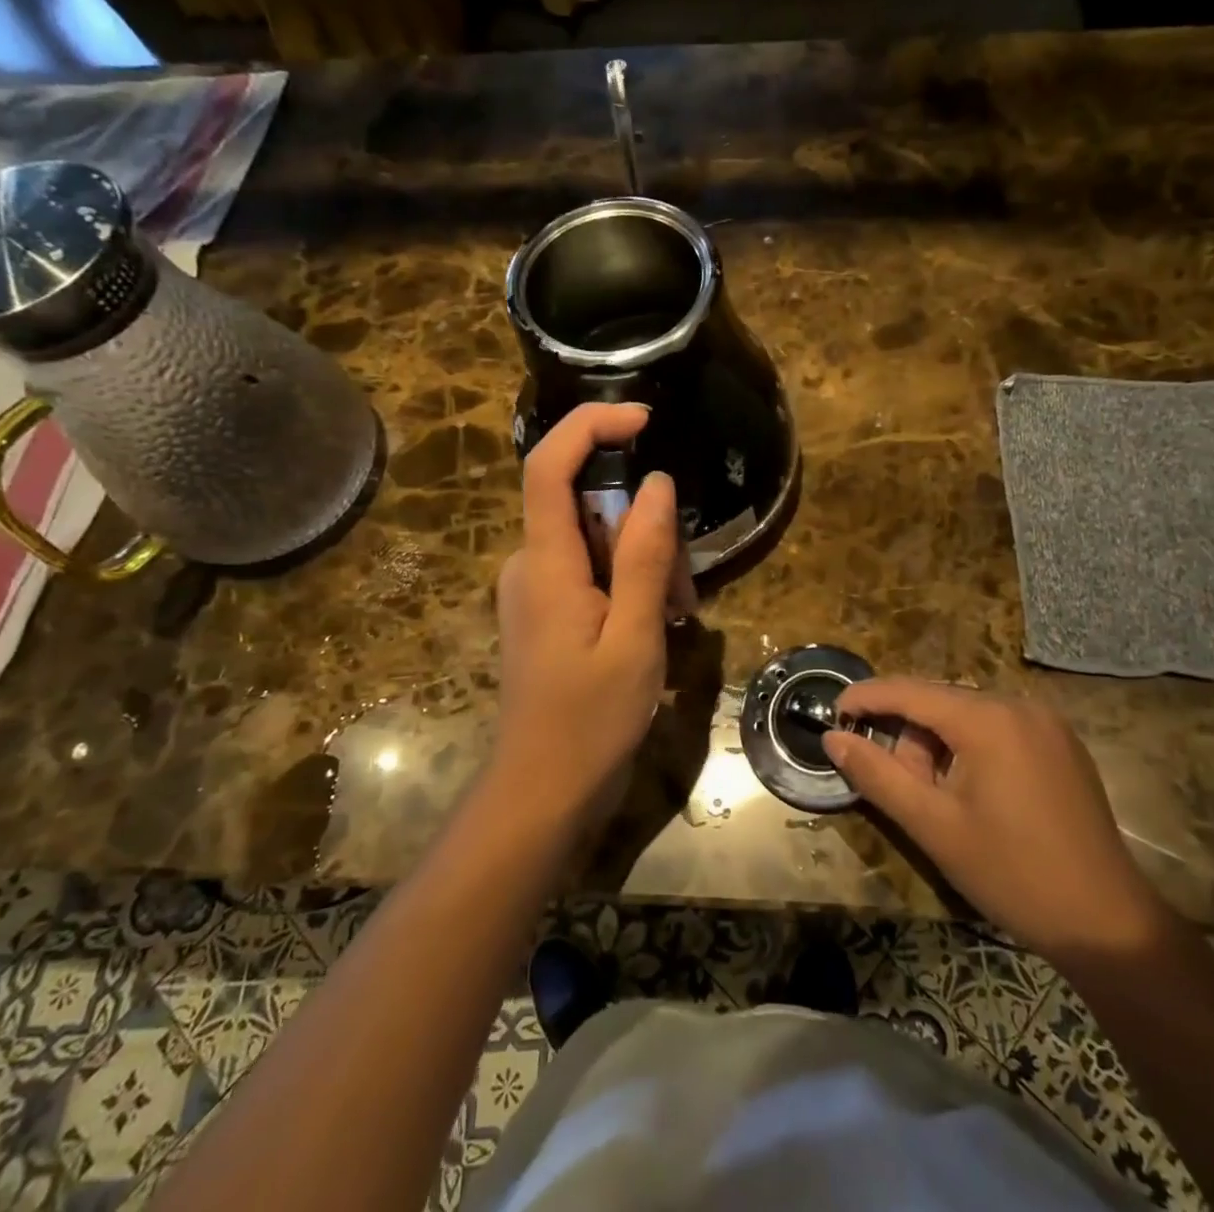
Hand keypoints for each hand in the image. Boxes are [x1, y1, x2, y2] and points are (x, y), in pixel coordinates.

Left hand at [494, 403, 682, 821]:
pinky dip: (628, 586)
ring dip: (643, 565)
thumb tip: (657, 484)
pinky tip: (655, 627)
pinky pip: (590, 572)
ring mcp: (534, 590)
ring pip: (594, 542)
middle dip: (644, 528)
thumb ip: (645, 557)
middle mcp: (529, 564)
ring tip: (676, 620)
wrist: (543, 792)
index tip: (643, 420)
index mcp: (544, 563)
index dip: (590, 426)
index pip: (548, 465)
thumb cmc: (590, 721)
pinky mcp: (545, 612)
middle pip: (586, 506)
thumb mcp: (635, 637)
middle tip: (684, 589)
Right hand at [824, 679, 1167, 965]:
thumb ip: (876, 774)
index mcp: (988, 719)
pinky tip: (973, 794)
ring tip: (941, 801)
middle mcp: (1019, 705)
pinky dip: (970, 748)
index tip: (832, 715)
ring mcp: (1046, 723)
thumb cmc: (1011, 873)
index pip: (909, 691)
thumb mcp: (932, 825)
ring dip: (938, 746)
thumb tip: (832, 739)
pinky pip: (997, 727)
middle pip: (939, 702)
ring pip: (967, 715)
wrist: (1108, 924)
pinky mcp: (1061, 744)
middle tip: (903, 789)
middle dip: (908, 737)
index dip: (865, 699)